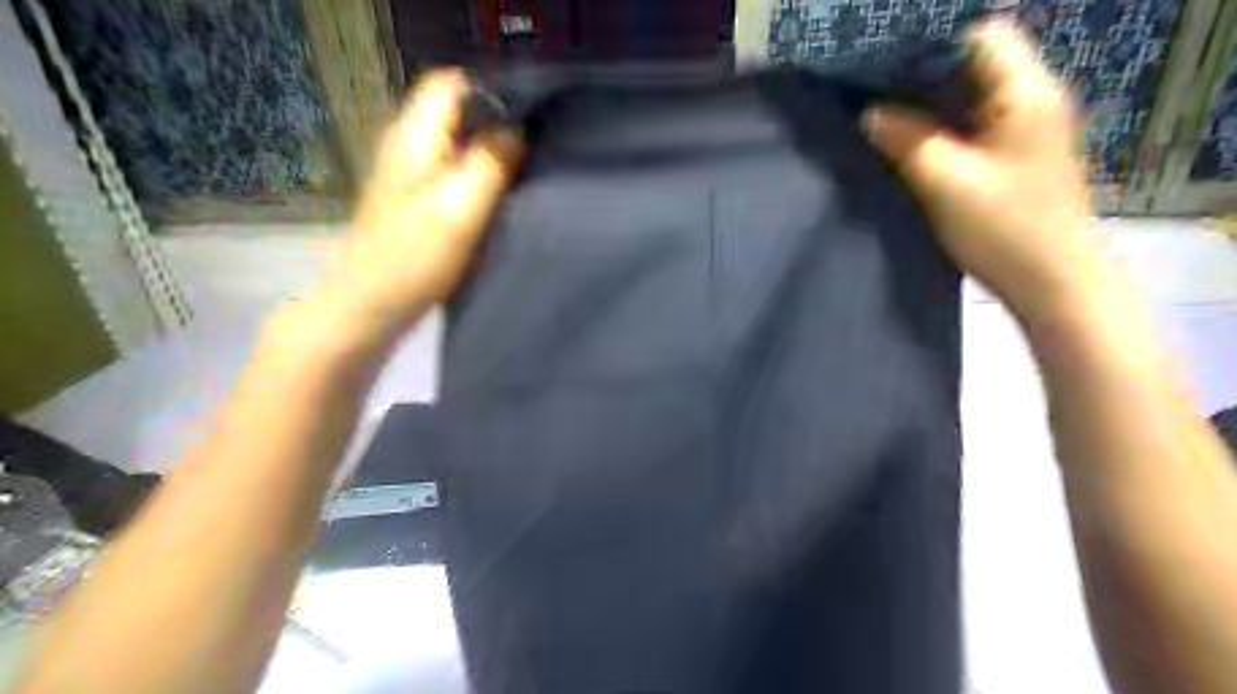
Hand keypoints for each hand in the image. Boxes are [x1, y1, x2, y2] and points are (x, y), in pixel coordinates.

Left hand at [320, 67, 517, 332]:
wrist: (370, 307)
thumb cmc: (414, 258)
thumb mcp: (459, 208)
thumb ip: (490, 163)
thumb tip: (517, 130)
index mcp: (413, 136)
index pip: (451, 83)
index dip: (491, 93)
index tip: (528, 120)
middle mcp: (407, 145)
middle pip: (456, 113)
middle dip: (496, 125)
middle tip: (534, 151)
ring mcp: (409, 174)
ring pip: (457, 144)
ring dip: (489, 154)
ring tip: (523, 174)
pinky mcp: (415, 201)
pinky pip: (453, 172)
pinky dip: (477, 178)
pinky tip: (498, 200)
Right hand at [863, 22, 1095, 321]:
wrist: (1053, 281)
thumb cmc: (1004, 227)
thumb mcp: (945, 182)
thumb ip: (906, 141)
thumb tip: (869, 114)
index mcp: (1026, 92)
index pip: (983, 34)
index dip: (933, 41)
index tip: (885, 60)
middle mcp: (1033, 99)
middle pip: (977, 62)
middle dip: (924, 70)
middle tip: (874, 86)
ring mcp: (1028, 128)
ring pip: (973, 94)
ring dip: (931, 100)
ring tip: (884, 110)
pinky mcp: (1017, 155)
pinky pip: (974, 123)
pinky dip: (943, 124)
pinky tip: (911, 140)